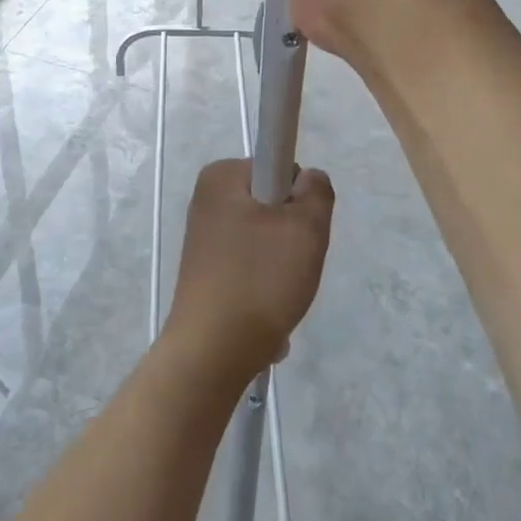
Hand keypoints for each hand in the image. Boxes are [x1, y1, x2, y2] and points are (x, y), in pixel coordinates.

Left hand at [164, 160, 333, 377]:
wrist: (212, 353)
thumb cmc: (259, 280)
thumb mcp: (306, 229)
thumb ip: (317, 192)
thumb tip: (308, 178)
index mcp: (221, 176)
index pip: (280, 168)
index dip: (298, 199)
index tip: (296, 232)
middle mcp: (206, 198)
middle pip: (272, 205)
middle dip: (291, 236)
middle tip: (292, 266)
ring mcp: (203, 236)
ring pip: (264, 239)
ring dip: (281, 266)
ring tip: (278, 296)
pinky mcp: (204, 269)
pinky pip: (248, 266)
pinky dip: (263, 286)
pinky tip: (264, 313)